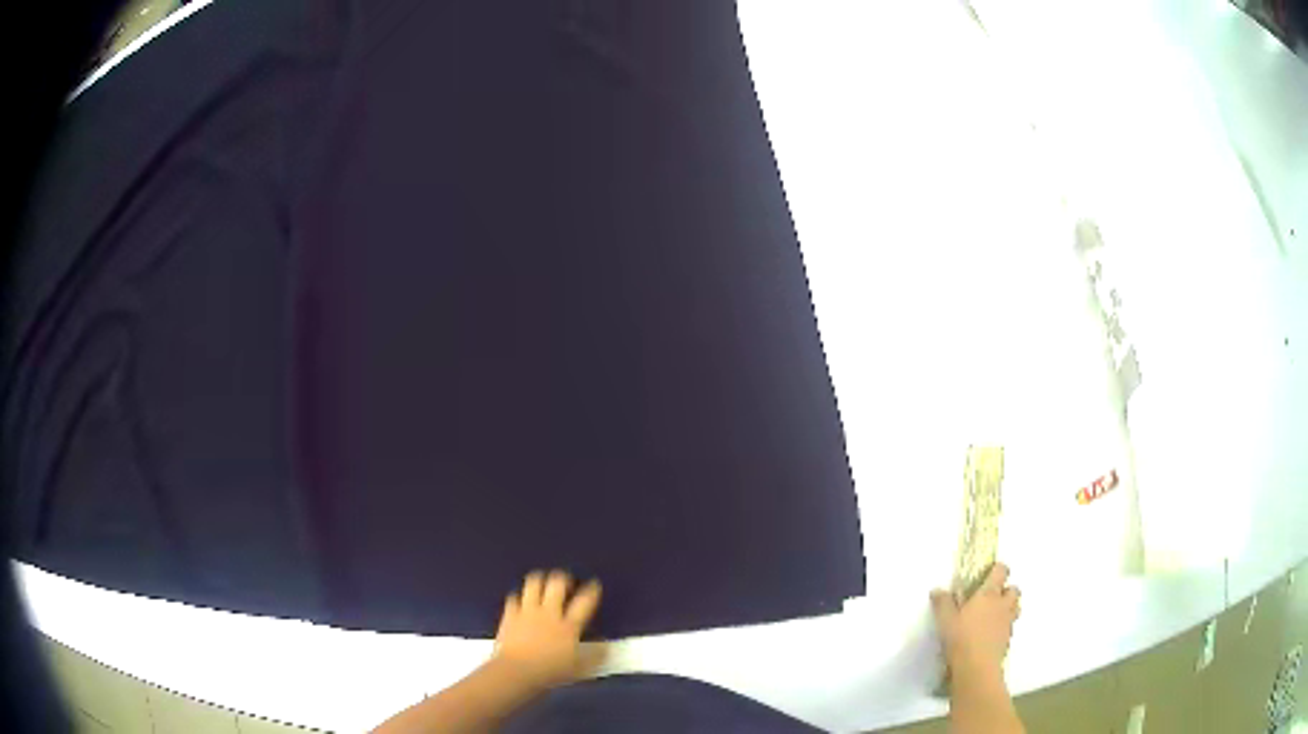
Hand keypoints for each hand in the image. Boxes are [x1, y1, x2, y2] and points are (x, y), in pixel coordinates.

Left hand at [492, 570, 604, 688]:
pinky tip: (521, 600)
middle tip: (566, 581)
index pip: (584, 601)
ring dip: (540, 580)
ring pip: (534, 584)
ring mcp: (527, 612)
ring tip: (543, 582)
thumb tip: (607, 647)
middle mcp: (549, 613)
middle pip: (557, 584)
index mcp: (569, 626)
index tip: (594, 584)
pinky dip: (519, 597)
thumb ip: (595, 656)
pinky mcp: (510, 615)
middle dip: (563, 578)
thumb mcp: (579, 668)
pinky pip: (514, 597)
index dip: (592, 590)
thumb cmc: (550, 672)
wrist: (516, 671)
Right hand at [931, 563, 1020, 672]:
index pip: (1001, 572)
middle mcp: (1002, 604)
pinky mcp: (1008, 639)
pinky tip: (991, 634)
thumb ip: (943, 603)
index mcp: (988, 594)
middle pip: (1014, 590)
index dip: (998, 569)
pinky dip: (1004, 626)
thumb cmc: (961, 638)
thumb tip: (937, 590)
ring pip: (1016, 607)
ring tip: (995, 614)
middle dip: (1007, 590)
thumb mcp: (945, 620)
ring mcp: (1007, 622)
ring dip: (1009, 607)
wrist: (976, 666)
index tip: (990, 571)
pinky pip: (1010, 626)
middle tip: (994, 596)